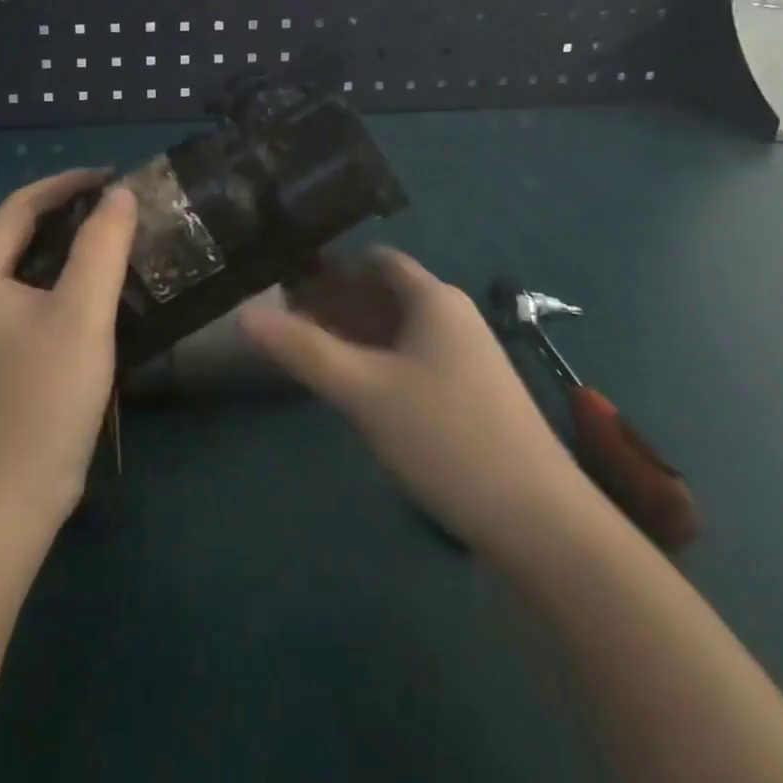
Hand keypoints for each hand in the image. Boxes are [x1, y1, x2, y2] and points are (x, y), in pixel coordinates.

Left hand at [0, 169, 137, 530]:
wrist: (13, 495)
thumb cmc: (43, 395)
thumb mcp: (80, 313)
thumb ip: (102, 247)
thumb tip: (121, 195)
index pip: (21, 206)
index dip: (66, 183)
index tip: (113, 177)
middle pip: (26, 234)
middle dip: (73, 213)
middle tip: (124, 207)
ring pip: (39, 269)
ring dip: (78, 248)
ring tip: (124, 240)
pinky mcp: (15, 358)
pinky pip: (47, 300)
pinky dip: (77, 283)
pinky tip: (111, 292)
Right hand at [239, 248, 583, 552]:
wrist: (539, 521)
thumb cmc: (445, 438)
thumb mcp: (363, 391)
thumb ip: (302, 350)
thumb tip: (243, 315)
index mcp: (433, 300)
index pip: (374, 261)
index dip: (329, 267)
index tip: (285, 282)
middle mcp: (452, 317)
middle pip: (384, 293)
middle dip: (334, 301)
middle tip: (284, 320)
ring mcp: (464, 357)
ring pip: (397, 329)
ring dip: (353, 332)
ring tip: (306, 351)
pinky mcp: (468, 393)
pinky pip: (411, 358)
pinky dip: (376, 359)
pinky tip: (352, 386)